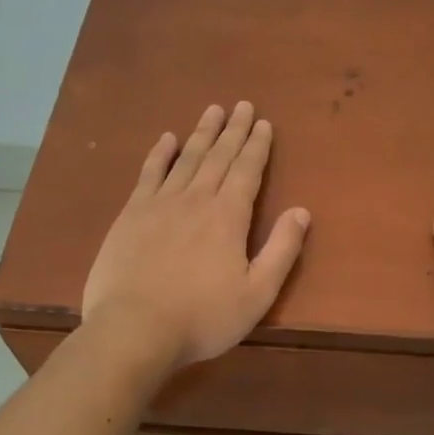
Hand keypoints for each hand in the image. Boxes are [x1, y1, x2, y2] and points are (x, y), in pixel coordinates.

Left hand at [82, 102, 309, 370]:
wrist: (133, 329)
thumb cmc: (202, 317)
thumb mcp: (257, 293)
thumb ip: (282, 250)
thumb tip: (302, 211)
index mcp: (228, 217)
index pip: (248, 171)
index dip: (257, 146)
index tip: (264, 123)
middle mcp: (196, 199)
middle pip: (219, 157)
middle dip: (234, 130)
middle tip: (242, 105)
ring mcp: (160, 204)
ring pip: (186, 159)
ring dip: (202, 134)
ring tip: (213, 111)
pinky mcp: (131, 215)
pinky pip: (149, 174)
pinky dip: (160, 154)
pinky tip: (167, 139)